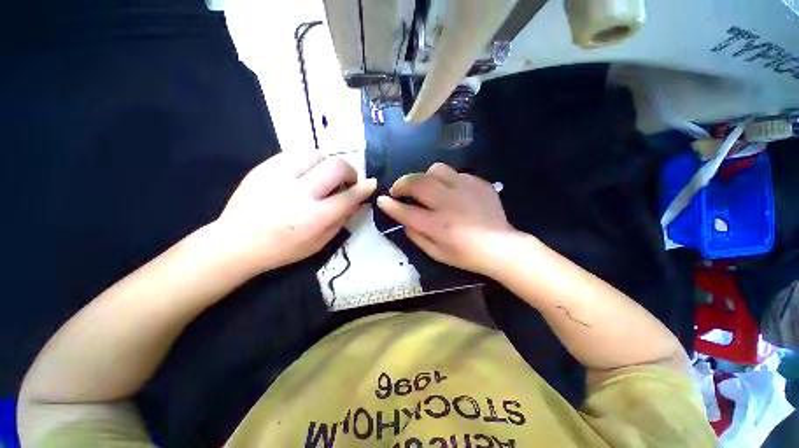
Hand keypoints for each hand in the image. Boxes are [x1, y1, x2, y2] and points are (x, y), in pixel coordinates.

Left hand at [213, 151, 375, 273]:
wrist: (236, 242)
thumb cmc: (283, 248)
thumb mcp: (319, 242)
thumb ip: (342, 219)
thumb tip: (358, 200)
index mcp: (314, 217)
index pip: (349, 196)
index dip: (364, 188)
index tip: (371, 184)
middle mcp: (299, 192)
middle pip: (336, 166)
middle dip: (349, 171)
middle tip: (347, 180)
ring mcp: (279, 176)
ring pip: (317, 154)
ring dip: (328, 164)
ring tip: (324, 176)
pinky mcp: (264, 167)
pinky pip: (296, 153)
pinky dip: (309, 162)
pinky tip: (305, 174)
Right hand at [376, 162, 515, 275]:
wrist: (501, 247)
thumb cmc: (466, 255)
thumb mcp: (436, 253)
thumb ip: (416, 236)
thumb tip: (404, 219)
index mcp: (439, 226)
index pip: (406, 212)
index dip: (390, 205)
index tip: (382, 200)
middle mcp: (450, 204)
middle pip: (418, 182)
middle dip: (401, 183)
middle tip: (398, 189)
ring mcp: (466, 190)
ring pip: (436, 170)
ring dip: (424, 177)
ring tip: (425, 187)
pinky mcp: (479, 183)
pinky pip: (455, 174)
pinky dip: (446, 181)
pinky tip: (450, 192)